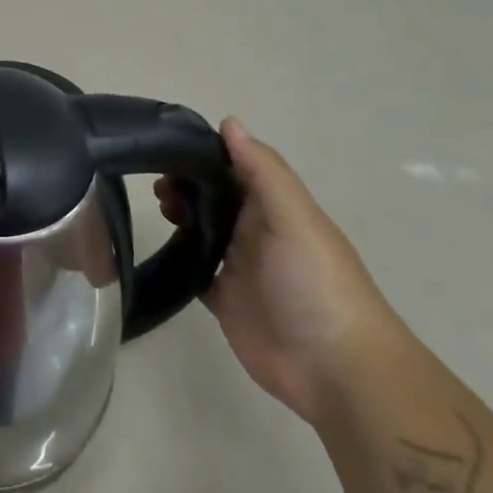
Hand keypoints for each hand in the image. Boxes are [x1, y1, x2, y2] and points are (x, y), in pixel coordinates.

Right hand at [156, 119, 403, 425]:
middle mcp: (257, 232)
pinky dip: (179, 258)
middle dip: (187, 183)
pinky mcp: (226, 302)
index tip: (169, 145)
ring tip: (158, 206)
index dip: (206, 153)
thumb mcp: (294, 216)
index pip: (236, 168)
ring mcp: (241, 268)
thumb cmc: (315, 281)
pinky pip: (196, 272)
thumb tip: (229, 122)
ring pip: (204, 230)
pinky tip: (157, 245)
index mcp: (275, 208)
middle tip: (157, 183)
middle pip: (216, 197)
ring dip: (181, 214)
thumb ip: (262, 170)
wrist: (335, 370)